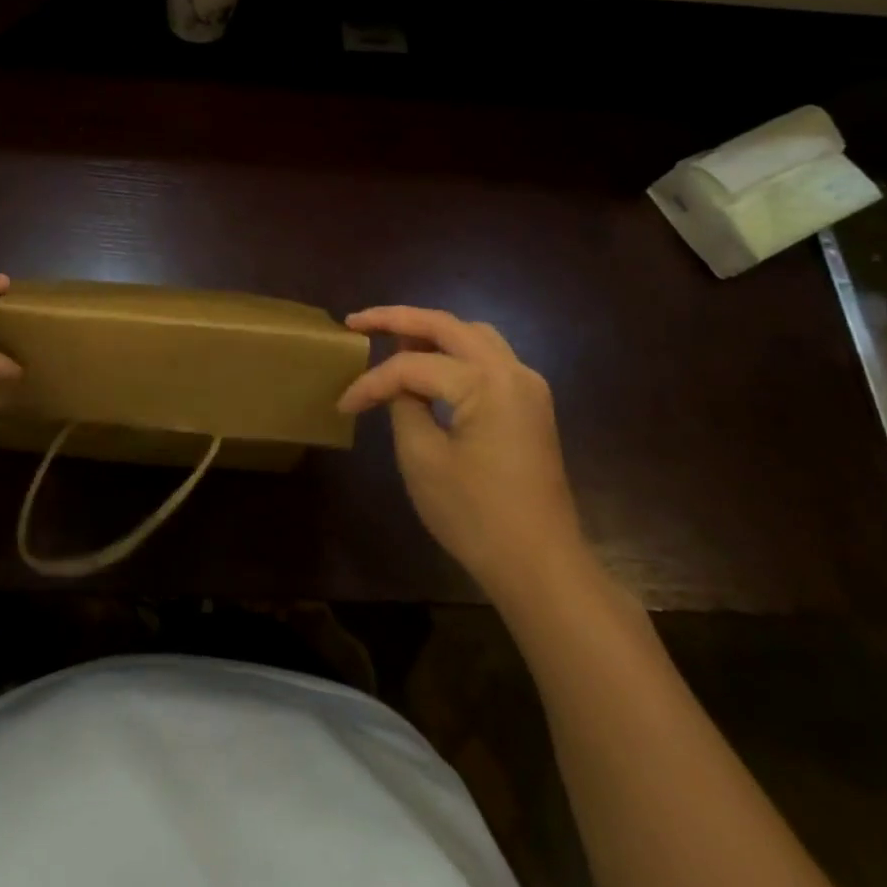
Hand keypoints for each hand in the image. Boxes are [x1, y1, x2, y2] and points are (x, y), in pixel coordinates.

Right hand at [338, 306, 587, 604]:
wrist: (542, 568)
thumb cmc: (477, 516)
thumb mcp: (422, 459)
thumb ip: (404, 405)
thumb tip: (397, 383)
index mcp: (487, 382)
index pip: (413, 366)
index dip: (373, 382)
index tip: (344, 405)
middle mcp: (512, 371)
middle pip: (447, 326)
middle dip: (398, 318)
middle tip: (357, 322)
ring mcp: (527, 386)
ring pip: (472, 335)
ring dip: (429, 330)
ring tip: (390, 337)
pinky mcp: (530, 404)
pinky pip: (487, 358)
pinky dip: (453, 351)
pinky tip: (428, 363)